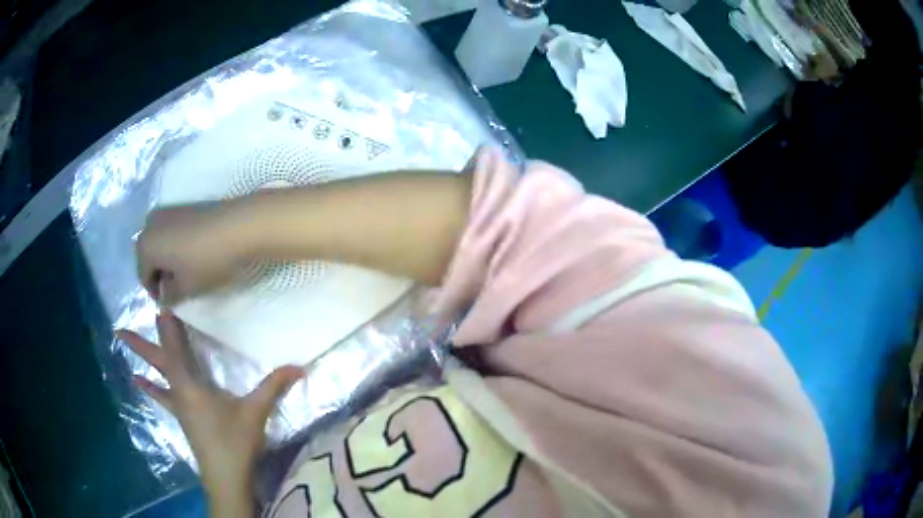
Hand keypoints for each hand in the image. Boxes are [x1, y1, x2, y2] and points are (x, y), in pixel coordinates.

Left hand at [117, 311, 302, 505]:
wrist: (226, 477)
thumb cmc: (235, 442)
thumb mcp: (255, 413)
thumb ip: (273, 387)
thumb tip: (299, 366)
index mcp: (191, 384)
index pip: (175, 348)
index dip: (168, 326)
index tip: (159, 302)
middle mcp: (179, 390)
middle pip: (158, 361)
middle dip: (140, 344)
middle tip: (119, 329)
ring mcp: (179, 405)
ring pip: (157, 376)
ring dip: (143, 360)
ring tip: (123, 344)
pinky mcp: (182, 417)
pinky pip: (162, 396)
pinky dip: (149, 387)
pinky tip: (138, 382)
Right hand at [136, 203, 252, 304]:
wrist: (238, 225)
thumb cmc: (207, 261)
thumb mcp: (186, 288)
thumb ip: (170, 296)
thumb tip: (164, 295)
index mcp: (144, 245)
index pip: (143, 277)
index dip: (156, 293)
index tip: (171, 302)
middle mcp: (149, 224)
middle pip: (148, 257)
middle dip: (160, 274)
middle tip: (178, 288)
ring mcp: (166, 211)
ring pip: (159, 243)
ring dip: (167, 259)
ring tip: (186, 272)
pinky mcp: (182, 205)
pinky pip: (170, 231)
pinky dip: (175, 244)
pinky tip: (192, 254)